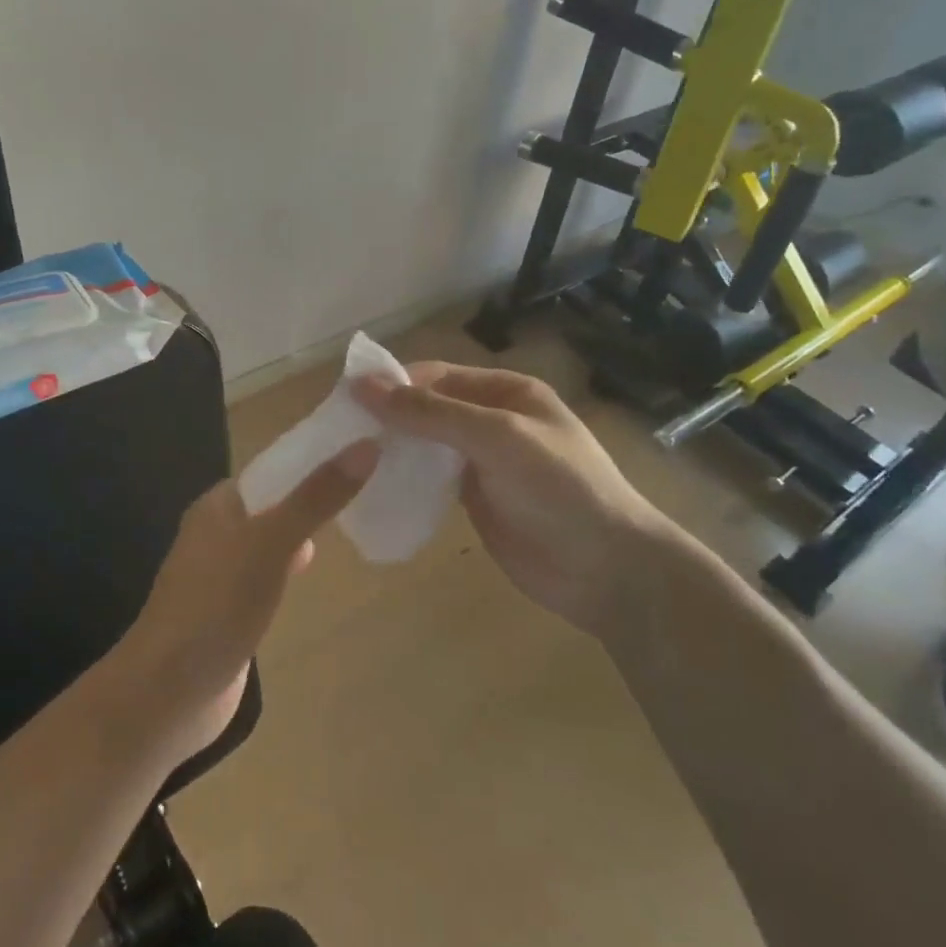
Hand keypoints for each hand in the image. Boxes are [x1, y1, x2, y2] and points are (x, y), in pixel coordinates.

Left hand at [112, 440, 378, 760]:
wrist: (168, 694)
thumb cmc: (216, 606)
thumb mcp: (271, 543)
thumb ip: (316, 497)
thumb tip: (367, 445)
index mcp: (218, 505)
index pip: (272, 469)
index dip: (313, 460)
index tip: (362, 454)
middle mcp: (216, 532)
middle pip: (274, 504)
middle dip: (314, 497)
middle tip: (368, 490)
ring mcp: (220, 574)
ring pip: (271, 540)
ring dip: (303, 533)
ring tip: (352, 523)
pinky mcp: (229, 611)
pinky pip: (267, 576)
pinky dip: (290, 569)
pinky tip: (311, 574)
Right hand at [358, 363, 685, 635]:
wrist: (608, 570)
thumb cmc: (559, 488)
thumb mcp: (496, 438)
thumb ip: (431, 413)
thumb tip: (363, 385)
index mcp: (506, 391)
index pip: (436, 376)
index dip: (393, 384)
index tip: (345, 402)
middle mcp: (492, 420)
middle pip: (428, 408)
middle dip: (388, 417)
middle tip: (337, 434)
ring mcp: (484, 462)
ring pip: (426, 444)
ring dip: (392, 447)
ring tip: (346, 458)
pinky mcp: (476, 499)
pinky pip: (431, 478)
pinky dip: (404, 477)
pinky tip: (374, 485)